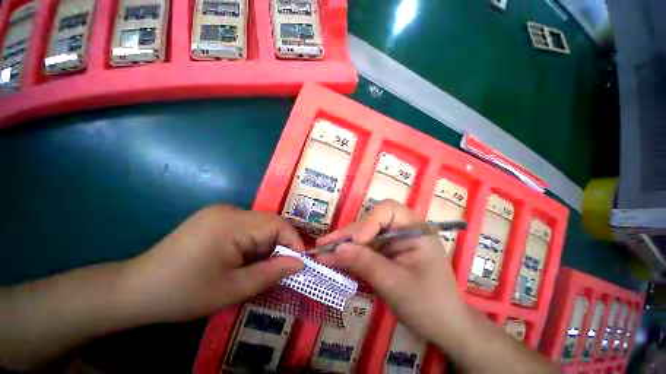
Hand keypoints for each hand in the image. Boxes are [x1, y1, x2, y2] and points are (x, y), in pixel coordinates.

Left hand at [122, 205, 304, 322]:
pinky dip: (253, 243)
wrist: (135, 289)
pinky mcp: (215, 218)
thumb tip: (300, 263)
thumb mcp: (233, 289)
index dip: (293, 241)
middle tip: (278, 269)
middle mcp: (229, 210)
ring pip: (259, 226)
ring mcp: (220, 212)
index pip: (277, 224)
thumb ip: (271, 273)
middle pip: (269, 223)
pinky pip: (247, 227)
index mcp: (232, 223)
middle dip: (278, 246)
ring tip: (257, 267)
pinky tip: (241, 260)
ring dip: (265, 246)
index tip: (300, 262)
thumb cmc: (183, 293)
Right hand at [315, 200, 470, 347]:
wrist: (445, 328)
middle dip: (348, 235)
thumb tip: (337, 249)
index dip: (368, 222)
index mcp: (414, 229)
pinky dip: (350, 254)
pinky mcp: (386, 253)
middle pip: (370, 222)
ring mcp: (393, 242)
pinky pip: (365, 249)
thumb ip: (366, 263)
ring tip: (323, 250)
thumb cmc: (430, 305)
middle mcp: (402, 230)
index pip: (387, 210)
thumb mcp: (396, 284)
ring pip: (364, 235)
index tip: (356, 242)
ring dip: (344, 244)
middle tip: (324, 245)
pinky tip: (334, 259)